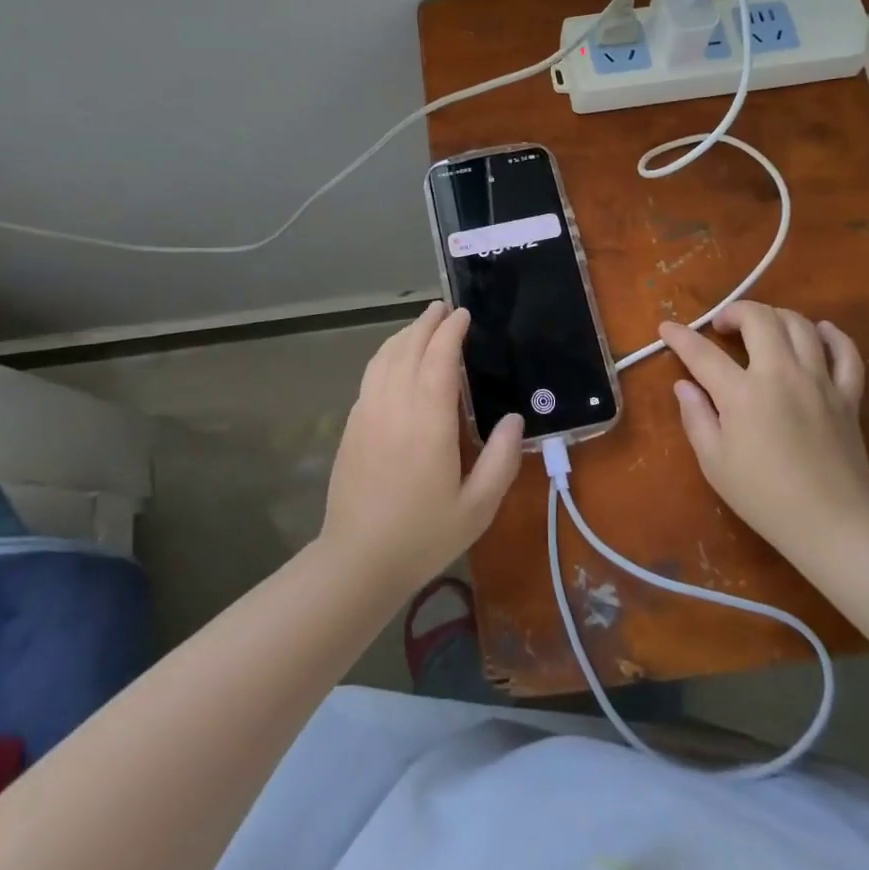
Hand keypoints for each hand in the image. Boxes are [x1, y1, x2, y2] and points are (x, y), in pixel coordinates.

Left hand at [320, 303, 523, 595]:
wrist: (357, 560)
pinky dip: (386, 355)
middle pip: (408, 348)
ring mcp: (368, 413)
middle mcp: (395, 407)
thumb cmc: (423, 536)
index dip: (451, 332)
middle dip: (427, 323)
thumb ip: (501, 460)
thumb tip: (516, 419)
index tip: (463, 315)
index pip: (439, 359)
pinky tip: (394, 359)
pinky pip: (370, 375)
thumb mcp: (477, 508)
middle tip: (444, 309)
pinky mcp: (352, 425)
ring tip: (422, 325)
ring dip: (404, 334)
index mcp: (428, 423)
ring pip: (384, 357)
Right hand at [660, 302, 868, 566]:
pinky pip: (846, 353)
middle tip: (722, 327)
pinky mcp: (847, 396)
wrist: (832, 524)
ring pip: (800, 325)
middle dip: (734, 311)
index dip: (680, 336)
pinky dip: (832, 336)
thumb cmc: (764, 497)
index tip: (666, 328)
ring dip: (775, 317)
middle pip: (759, 318)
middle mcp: (781, 374)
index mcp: (742, 393)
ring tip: (762, 329)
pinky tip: (819, 332)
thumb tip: (684, 386)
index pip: (702, 352)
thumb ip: (696, 417)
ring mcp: (819, 381)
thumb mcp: (714, 462)